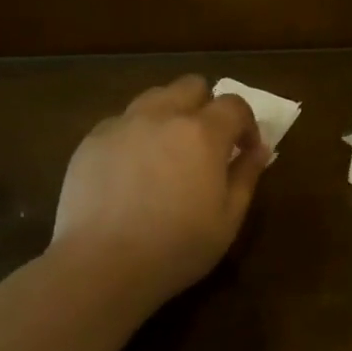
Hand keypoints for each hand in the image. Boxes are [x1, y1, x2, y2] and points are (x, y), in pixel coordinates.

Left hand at [52, 75, 267, 308]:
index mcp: (202, 133)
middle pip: (191, 86)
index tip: (245, 150)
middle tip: (206, 144)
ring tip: (167, 152)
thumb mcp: (228, 220)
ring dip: (169, 114)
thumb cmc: (176, 247)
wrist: (101, 264)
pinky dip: (135, 135)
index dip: (246, 123)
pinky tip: (130, 171)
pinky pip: (122, 122)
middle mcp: (162, 115)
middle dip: (206, 107)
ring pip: (154, 98)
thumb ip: (246, 177)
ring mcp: (122, 123)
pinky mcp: (92, 139)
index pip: (234, 104)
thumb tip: (259, 150)